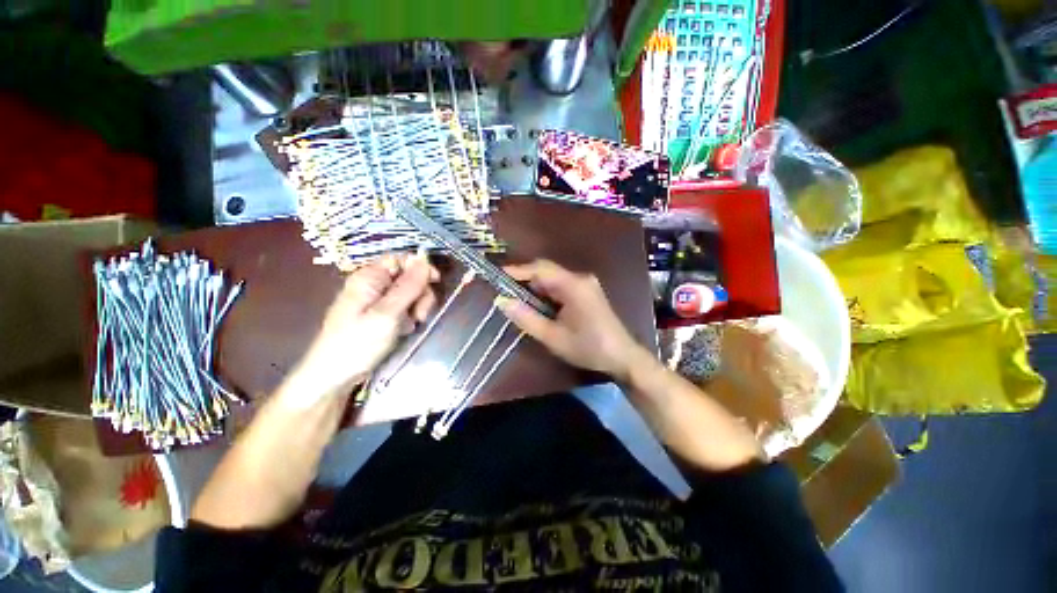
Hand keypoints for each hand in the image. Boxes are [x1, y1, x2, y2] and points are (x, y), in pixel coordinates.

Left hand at [291, 253, 438, 397]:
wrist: (335, 377)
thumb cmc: (358, 343)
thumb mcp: (388, 313)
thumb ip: (408, 286)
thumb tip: (425, 259)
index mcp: (369, 277)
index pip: (401, 259)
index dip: (420, 267)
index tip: (435, 282)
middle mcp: (373, 285)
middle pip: (408, 277)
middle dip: (420, 293)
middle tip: (420, 314)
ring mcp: (377, 301)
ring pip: (410, 294)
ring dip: (417, 307)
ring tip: (412, 325)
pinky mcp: (381, 316)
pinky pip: (404, 309)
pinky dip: (410, 318)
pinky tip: (405, 330)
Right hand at [496, 260, 643, 379]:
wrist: (623, 357)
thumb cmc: (588, 348)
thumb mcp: (553, 337)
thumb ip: (527, 318)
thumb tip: (502, 302)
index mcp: (573, 285)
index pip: (540, 269)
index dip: (517, 270)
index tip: (497, 276)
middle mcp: (580, 278)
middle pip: (547, 271)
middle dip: (525, 280)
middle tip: (504, 292)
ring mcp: (585, 284)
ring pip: (553, 279)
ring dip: (535, 288)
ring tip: (517, 300)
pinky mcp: (587, 292)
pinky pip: (561, 286)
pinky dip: (547, 293)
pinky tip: (538, 306)